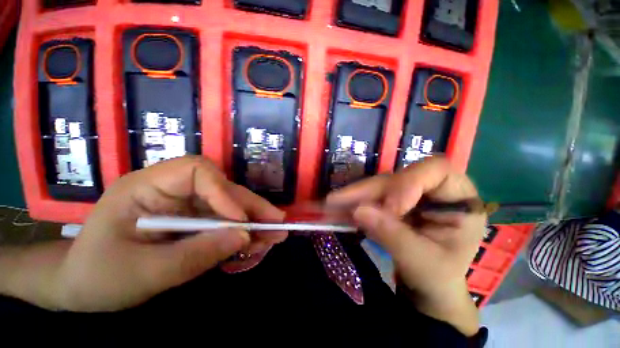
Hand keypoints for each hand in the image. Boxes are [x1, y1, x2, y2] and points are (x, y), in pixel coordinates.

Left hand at [54, 156, 284, 311]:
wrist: (81, 287)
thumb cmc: (98, 277)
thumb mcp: (144, 273)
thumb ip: (196, 254)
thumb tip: (244, 237)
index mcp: (147, 187)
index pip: (196, 171)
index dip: (224, 192)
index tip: (240, 220)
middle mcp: (172, 189)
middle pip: (222, 189)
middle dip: (251, 207)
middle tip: (277, 222)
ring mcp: (185, 204)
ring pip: (229, 205)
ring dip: (253, 220)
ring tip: (275, 234)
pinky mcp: (193, 220)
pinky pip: (224, 221)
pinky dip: (242, 232)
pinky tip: (256, 241)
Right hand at [327, 157, 485, 334]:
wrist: (429, 284)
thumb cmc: (438, 275)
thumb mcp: (422, 262)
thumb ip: (393, 235)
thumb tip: (359, 210)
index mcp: (458, 199)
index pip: (435, 170)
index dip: (408, 182)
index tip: (389, 208)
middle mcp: (431, 189)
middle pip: (396, 178)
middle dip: (367, 191)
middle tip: (337, 201)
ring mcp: (408, 194)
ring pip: (377, 186)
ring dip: (353, 196)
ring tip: (329, 204)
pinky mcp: (391, 200)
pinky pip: (369, 197)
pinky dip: (351, 204)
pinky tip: (335, 208)